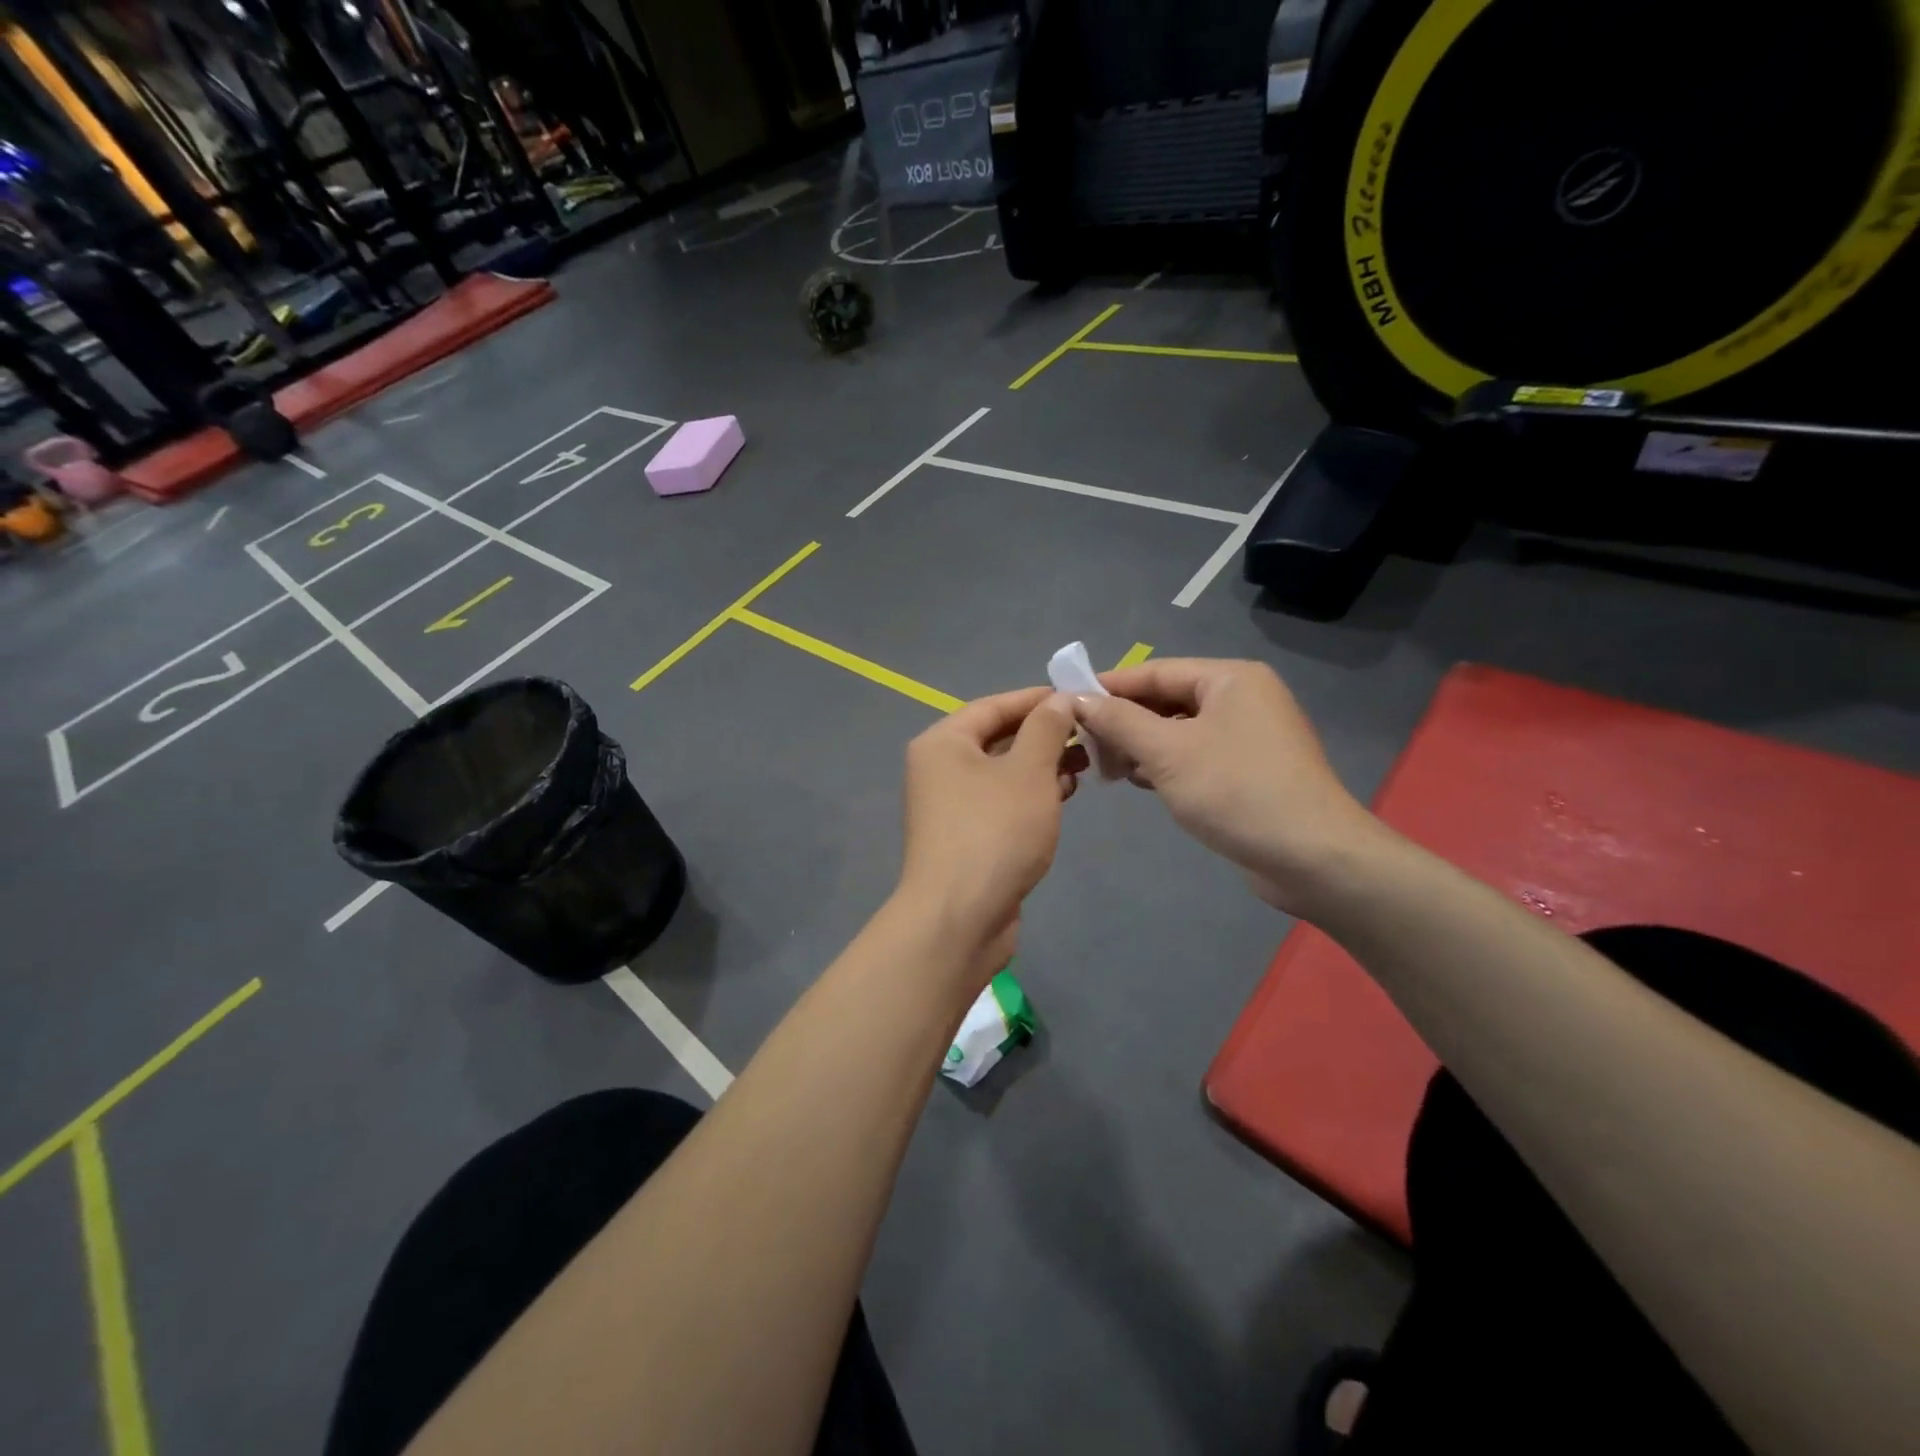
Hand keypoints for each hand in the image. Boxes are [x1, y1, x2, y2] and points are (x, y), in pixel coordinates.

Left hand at [897, 687, 1084, 978]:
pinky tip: (1064, 796)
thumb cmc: (994, 832)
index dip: (1036, 699)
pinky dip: (1031, 795)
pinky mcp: (966, 838)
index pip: (993, 706)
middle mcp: (939, 770)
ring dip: (1042, 766)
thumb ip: (1046, 729)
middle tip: (1089, 733)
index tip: (1078, 696)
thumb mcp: (1028, 771)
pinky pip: (1002, 803)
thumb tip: (1059, 700)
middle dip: (1044, 735)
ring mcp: (951, 807)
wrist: (961, 918)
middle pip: (997, 739)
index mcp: (943, 743)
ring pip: (1003, 773)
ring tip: (1085, 764)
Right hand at [1070, 658, 1380, 915]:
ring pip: (1178, 731)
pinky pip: (1194, 756)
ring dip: (1141, 746)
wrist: (1311, 857)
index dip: (1108, 685)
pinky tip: (1139, 782)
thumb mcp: (1167, 751)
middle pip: (1167, 700)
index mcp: (1230, 679)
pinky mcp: (1249, 772)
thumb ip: (1119, 721)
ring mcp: (1249, 737)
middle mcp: (1242, 699)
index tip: (1066, 701)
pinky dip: (1164, 765)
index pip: (1155, 671)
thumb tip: (1078, 699)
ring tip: (1107, 769)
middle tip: (1085, 746)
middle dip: (1124, 722)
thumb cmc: (1235, 791)